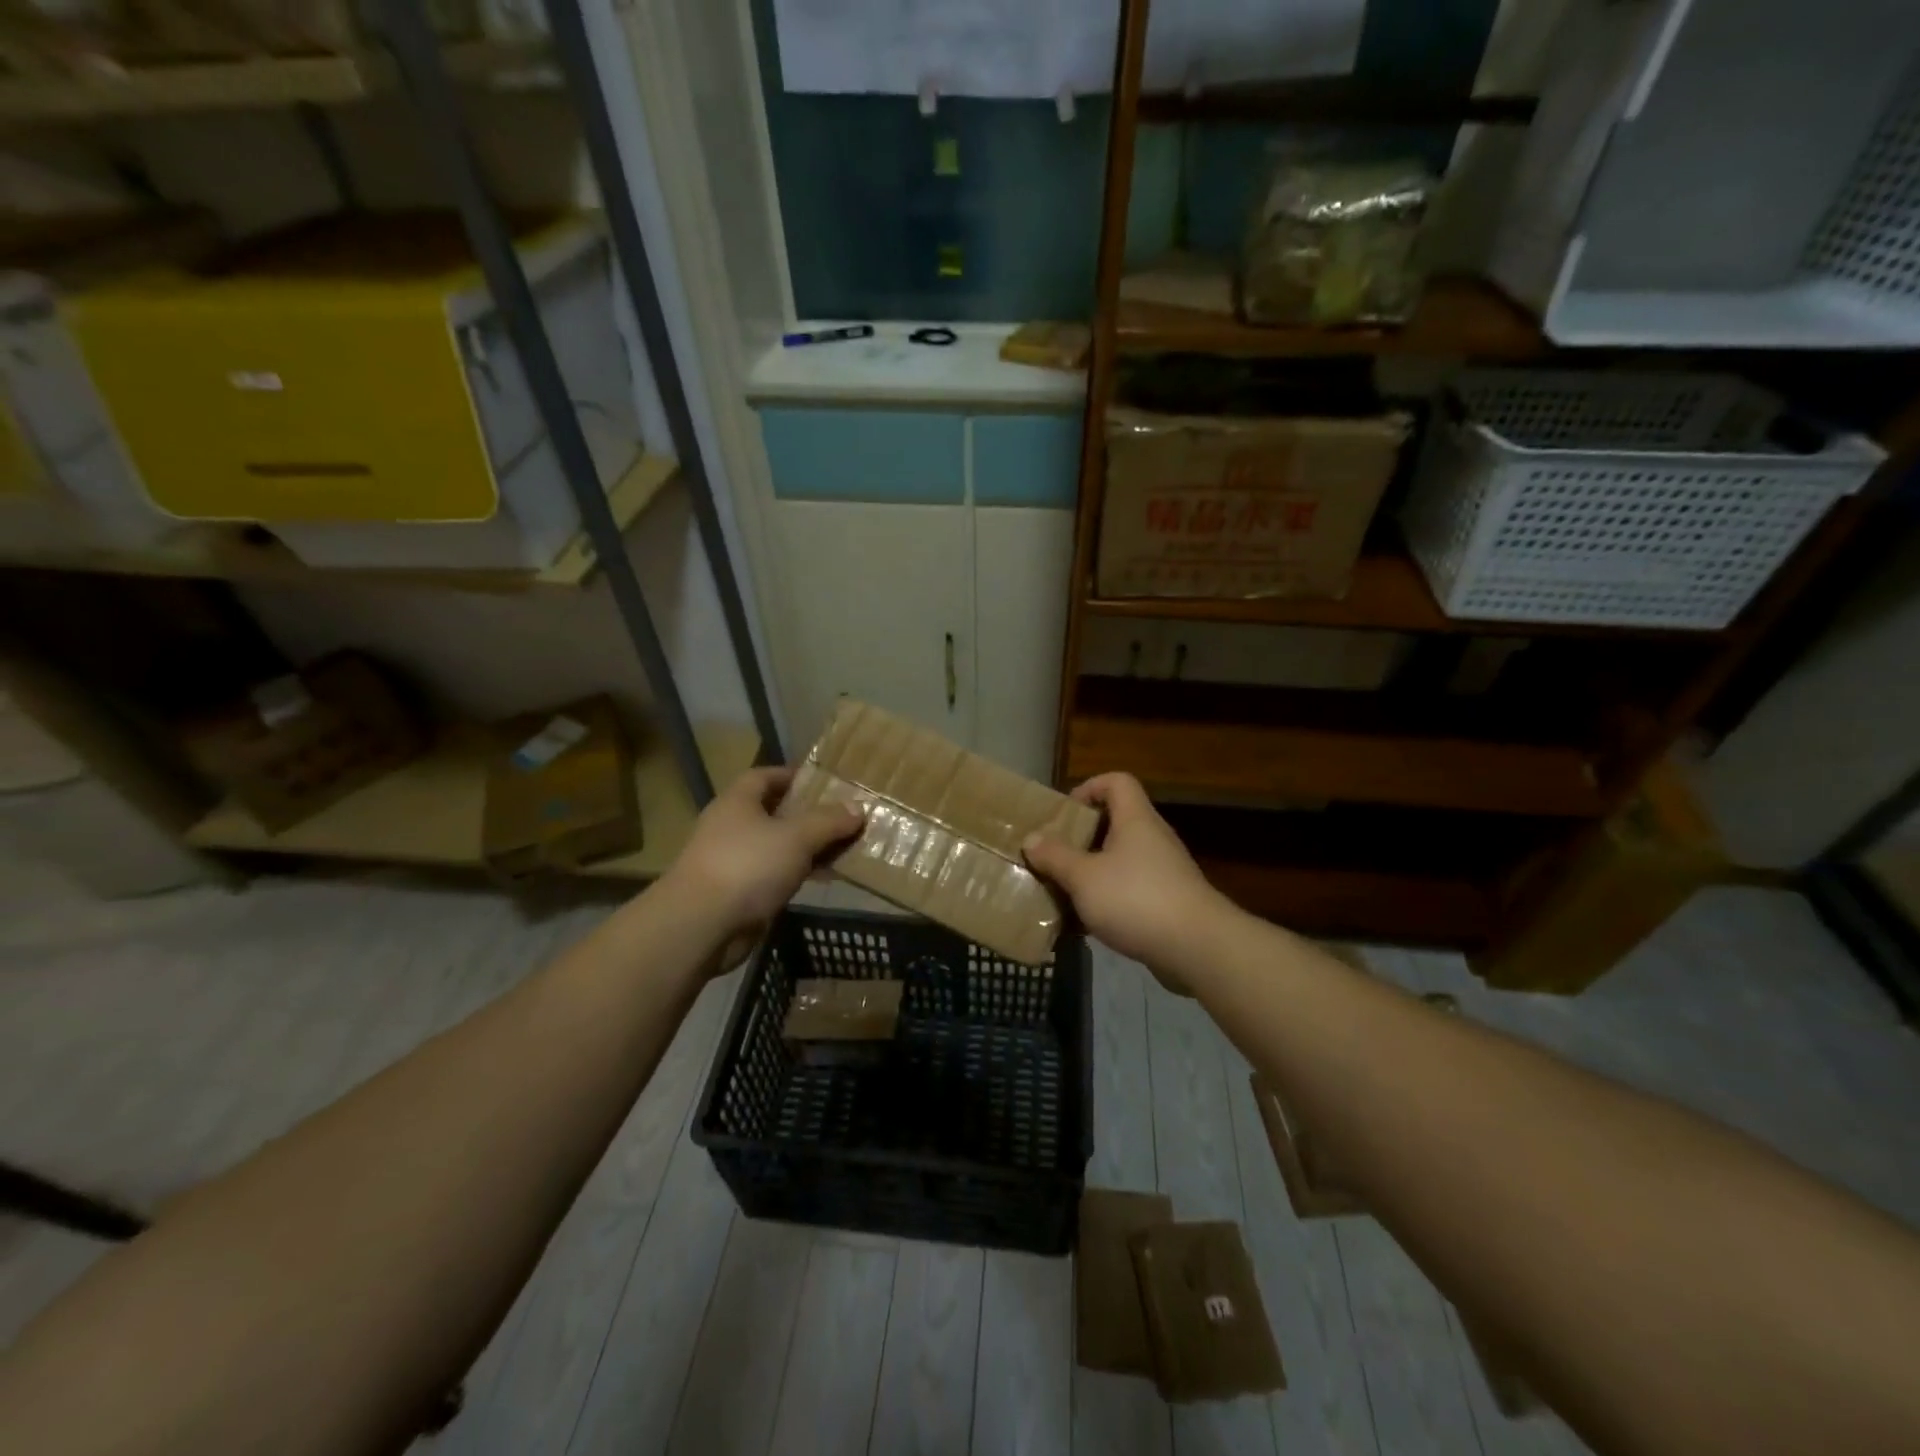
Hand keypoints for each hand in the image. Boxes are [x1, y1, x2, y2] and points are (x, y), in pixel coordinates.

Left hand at [668, 766, 863, 941]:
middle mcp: (732, 826)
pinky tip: (827, 878)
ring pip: (777, 846)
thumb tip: (858, 808)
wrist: (701, 925)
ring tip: (845, 847)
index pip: (765, 776)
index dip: (793, 776)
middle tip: (844, 817)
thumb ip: (828, 821)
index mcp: (738, 802)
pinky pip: (775, 875)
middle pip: (774, 812)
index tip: (825, 782)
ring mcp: (733, 861)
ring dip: (808, 847)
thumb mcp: (796, 837)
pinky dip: (799, 874)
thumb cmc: (748, 865)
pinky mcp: (738, 893)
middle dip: (808, 814)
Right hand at [1022, 773, 1223, 981]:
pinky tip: (1087, 924)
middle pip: (1116, 822)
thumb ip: (1055, 856)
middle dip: (1082, 837)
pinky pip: (1131, 889)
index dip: (1089, 787)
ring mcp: (1164, 871)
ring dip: (1092, 872)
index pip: (1117, 782)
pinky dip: (1108, 899)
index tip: (1065, 813)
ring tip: (1064, 890)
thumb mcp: (1084, 877)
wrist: (1197, 947)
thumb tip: (1031, 838)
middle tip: (1054, 854)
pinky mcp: (1168, 902)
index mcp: (1135, 820)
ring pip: (1121, 860)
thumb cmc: (1136, 899)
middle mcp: (1152, 838)